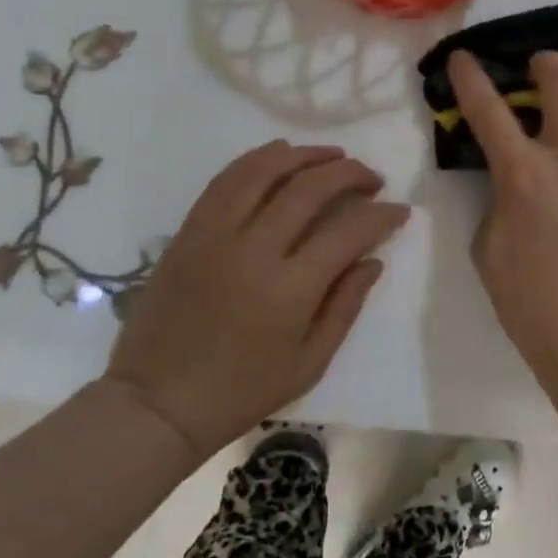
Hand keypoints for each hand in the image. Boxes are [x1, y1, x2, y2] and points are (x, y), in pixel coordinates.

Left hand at [105, 141, 408, 457]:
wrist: (157, 401)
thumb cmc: (241, 391)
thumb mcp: (309, 363)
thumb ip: (345, 306)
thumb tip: (373, 260)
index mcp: (290, 290)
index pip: (348, 232)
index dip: (381, 215)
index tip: (400, 210)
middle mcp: (253, 250)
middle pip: (309, 189)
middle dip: (349, 174)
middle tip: (372, 178)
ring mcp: (215, 235)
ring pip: (264, 171)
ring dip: (305, 155)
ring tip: (332, 156)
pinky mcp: (188, 231)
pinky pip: (225, 181)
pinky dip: (257, 160)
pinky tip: (280, 156)